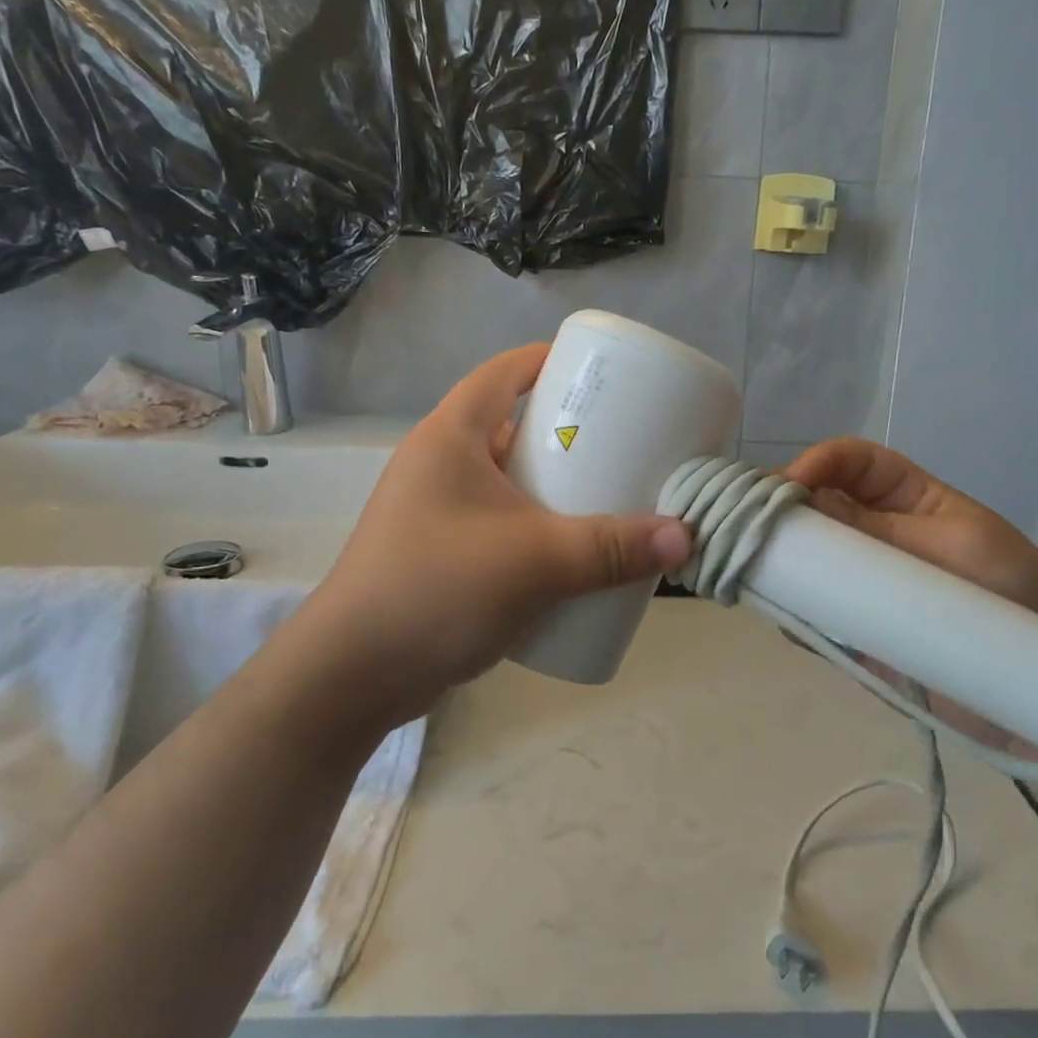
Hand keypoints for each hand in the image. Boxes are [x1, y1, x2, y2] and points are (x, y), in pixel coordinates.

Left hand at [294, 345, 691, 728]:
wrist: (352, 677)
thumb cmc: (437, 589)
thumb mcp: (534, 561)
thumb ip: (610, 548)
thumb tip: (685, 538)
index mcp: (450, 437)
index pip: (503, 372)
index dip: (550, 360)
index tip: (602, 373)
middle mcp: (439, 464)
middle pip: (511, 426)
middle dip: (566, 432)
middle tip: (623, 442)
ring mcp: (437, 511)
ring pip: (507, 480)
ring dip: (553, 485)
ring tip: (609, 494)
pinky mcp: (441, 553)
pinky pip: (500, 522)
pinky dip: (536, 525)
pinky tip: (572, 549)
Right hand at [784, 438, 1037, 758]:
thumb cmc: (1018, 598)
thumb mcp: (957, 550)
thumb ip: (881, 531)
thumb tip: (806, 503)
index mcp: (908, 499)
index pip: (852, 463)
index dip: (818, 463)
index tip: (786, 487)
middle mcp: (877, 536)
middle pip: (817, 509)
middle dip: (784, 513)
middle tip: (753, 531)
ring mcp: (865, 586)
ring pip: (807, 562)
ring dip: (781, 564)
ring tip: (758, 573)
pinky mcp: (859, 634)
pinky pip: (814, 616)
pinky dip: (795, 614)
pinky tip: (786, 616)